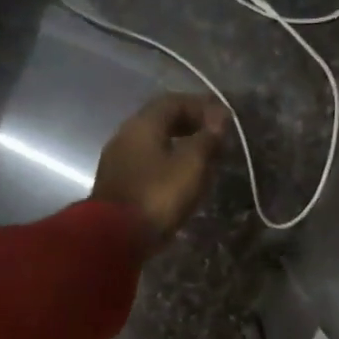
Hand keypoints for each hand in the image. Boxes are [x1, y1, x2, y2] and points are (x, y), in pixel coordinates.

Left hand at [92, 94, 227, 250]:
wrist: (114, 237)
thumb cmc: (157, 196)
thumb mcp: (191, 166)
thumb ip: (207, 140)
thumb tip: (219, 120)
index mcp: (142, 124)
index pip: (174, 101)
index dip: (202, 106)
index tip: (224, 119)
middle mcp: (125, 135)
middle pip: (161, 120)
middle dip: (190, 124)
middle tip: (215, 137)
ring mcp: (117, 160)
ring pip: (153, 143)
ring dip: (179, 145)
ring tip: (202, 159)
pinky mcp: (117, 183)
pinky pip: (147, 162)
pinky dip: (167, 162)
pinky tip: (181, 177)